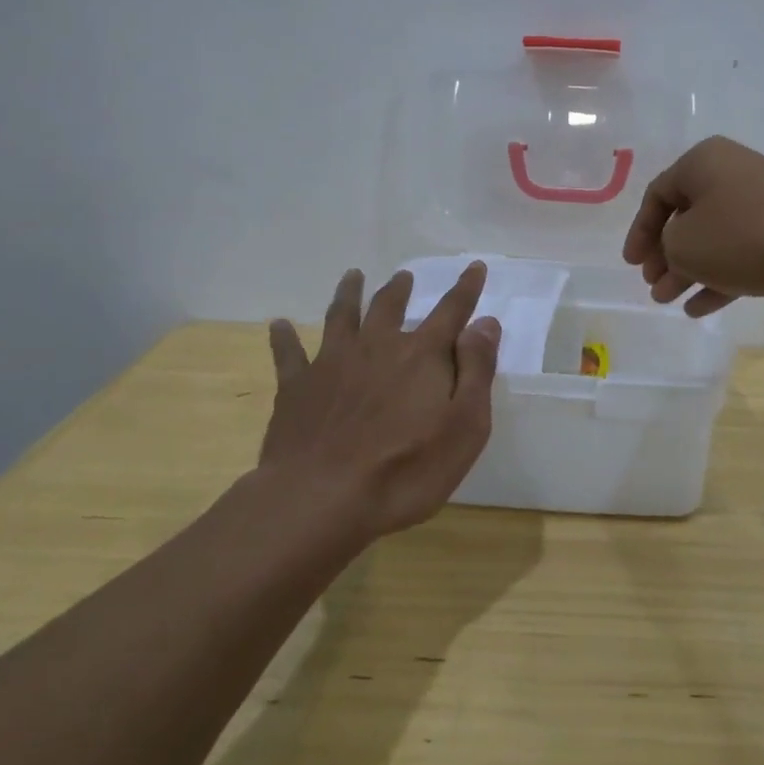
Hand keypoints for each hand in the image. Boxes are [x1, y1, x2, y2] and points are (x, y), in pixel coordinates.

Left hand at [258, 263, 501, 541]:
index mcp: (422, 356)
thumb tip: (485, 323)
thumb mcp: (465, 426)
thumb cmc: (407, 469)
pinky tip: (279, 324)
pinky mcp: (296, 388)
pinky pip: (288, 354)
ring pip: (341, 317)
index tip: (474, 266)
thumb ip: (477, 370)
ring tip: (352, 276)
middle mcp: (377, 347)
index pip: (451, 311)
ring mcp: (332, 363)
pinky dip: (284, 337)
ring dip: (349, 294)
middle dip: (400, 289)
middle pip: (390, 307)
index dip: (466, 288)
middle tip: (404, 276)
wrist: (321, 499)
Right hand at [622, 136, 763, 315]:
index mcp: (703, 162)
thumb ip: (666, 248)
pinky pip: (743, 250)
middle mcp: (732, 172)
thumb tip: (678, 251)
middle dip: (666, 256)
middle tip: (654, 286)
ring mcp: (763, 200)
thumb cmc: (745, 236)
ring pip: (714, 237)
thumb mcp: (686, 245)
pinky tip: (702, 308)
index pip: (657, 195)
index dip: (639, 232)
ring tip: (670, 302)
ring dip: (689, 270)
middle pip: (687, 217)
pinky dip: (720, 276)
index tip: (632, 265)